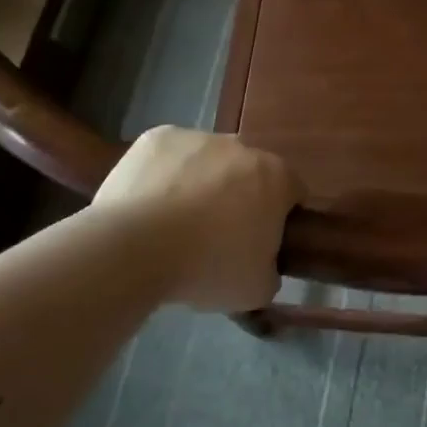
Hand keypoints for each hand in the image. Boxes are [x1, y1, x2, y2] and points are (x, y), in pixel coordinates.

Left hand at [91, 127, 302, 312]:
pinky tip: (149, 205)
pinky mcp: (157, 137)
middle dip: (240, 196)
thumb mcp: (256, 289)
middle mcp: (242, 147)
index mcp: (276, 177)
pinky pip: (170, 156)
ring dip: (202, 183)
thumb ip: (271, 270)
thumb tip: (263, 264)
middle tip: (218, 235)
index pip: (292, 192)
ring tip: (175, 223)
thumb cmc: (207, 267)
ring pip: (208, 160)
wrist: (134, 249)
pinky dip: (165, 175)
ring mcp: (198, 137)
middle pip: (249, 172)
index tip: (261, 242)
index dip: (280, 218)